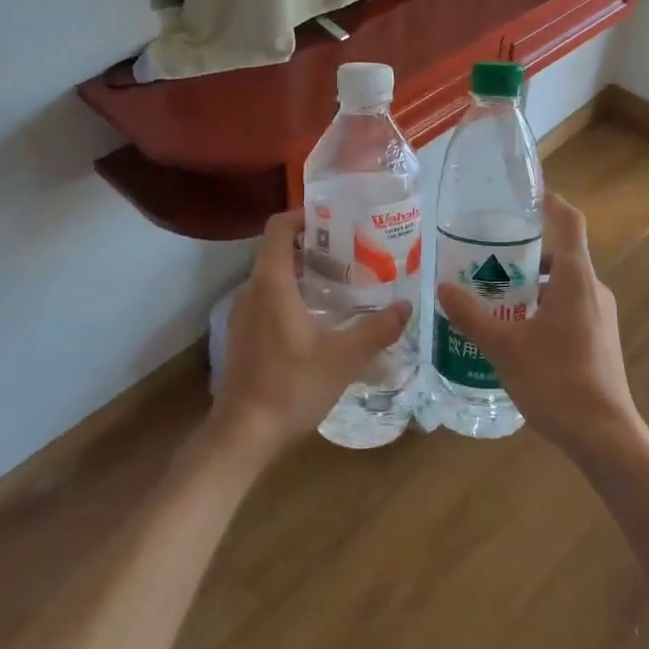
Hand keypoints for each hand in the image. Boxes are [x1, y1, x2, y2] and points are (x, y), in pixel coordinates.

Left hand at [211, 210, 410, 459]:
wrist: (242, 433)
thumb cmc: (291, 386)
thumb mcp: (343, 359)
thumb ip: (376, 330)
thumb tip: (406, 307)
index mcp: (271, 284)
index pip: (279, 227)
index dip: (304, 214)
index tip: (335, 218)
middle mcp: (251, 290)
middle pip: (278, 250)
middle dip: (312, 244)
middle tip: (351, 251)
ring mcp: (242, 313)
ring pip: (272, 276)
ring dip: (303, 271)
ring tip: (342, 282)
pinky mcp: (242, 334)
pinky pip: (267, 298)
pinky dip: (291, 294)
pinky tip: (319, 318)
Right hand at [435, 193, 646, 463]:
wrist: (605, 436)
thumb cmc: (556, 381)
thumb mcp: (504, 347)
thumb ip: (471, 316)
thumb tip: (443, 288)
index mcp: (574, 279)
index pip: (569, 222)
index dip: (550, 202)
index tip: (524, 194)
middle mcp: (592, 289)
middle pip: (560, 253)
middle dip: (523, 251)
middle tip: (485, 254)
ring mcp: (599, 315)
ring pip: (562, 283)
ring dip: (530, 281)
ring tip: (492, 293)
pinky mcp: (598, 338)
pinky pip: (568, 305)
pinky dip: (541, 303)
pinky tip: (514, 328)